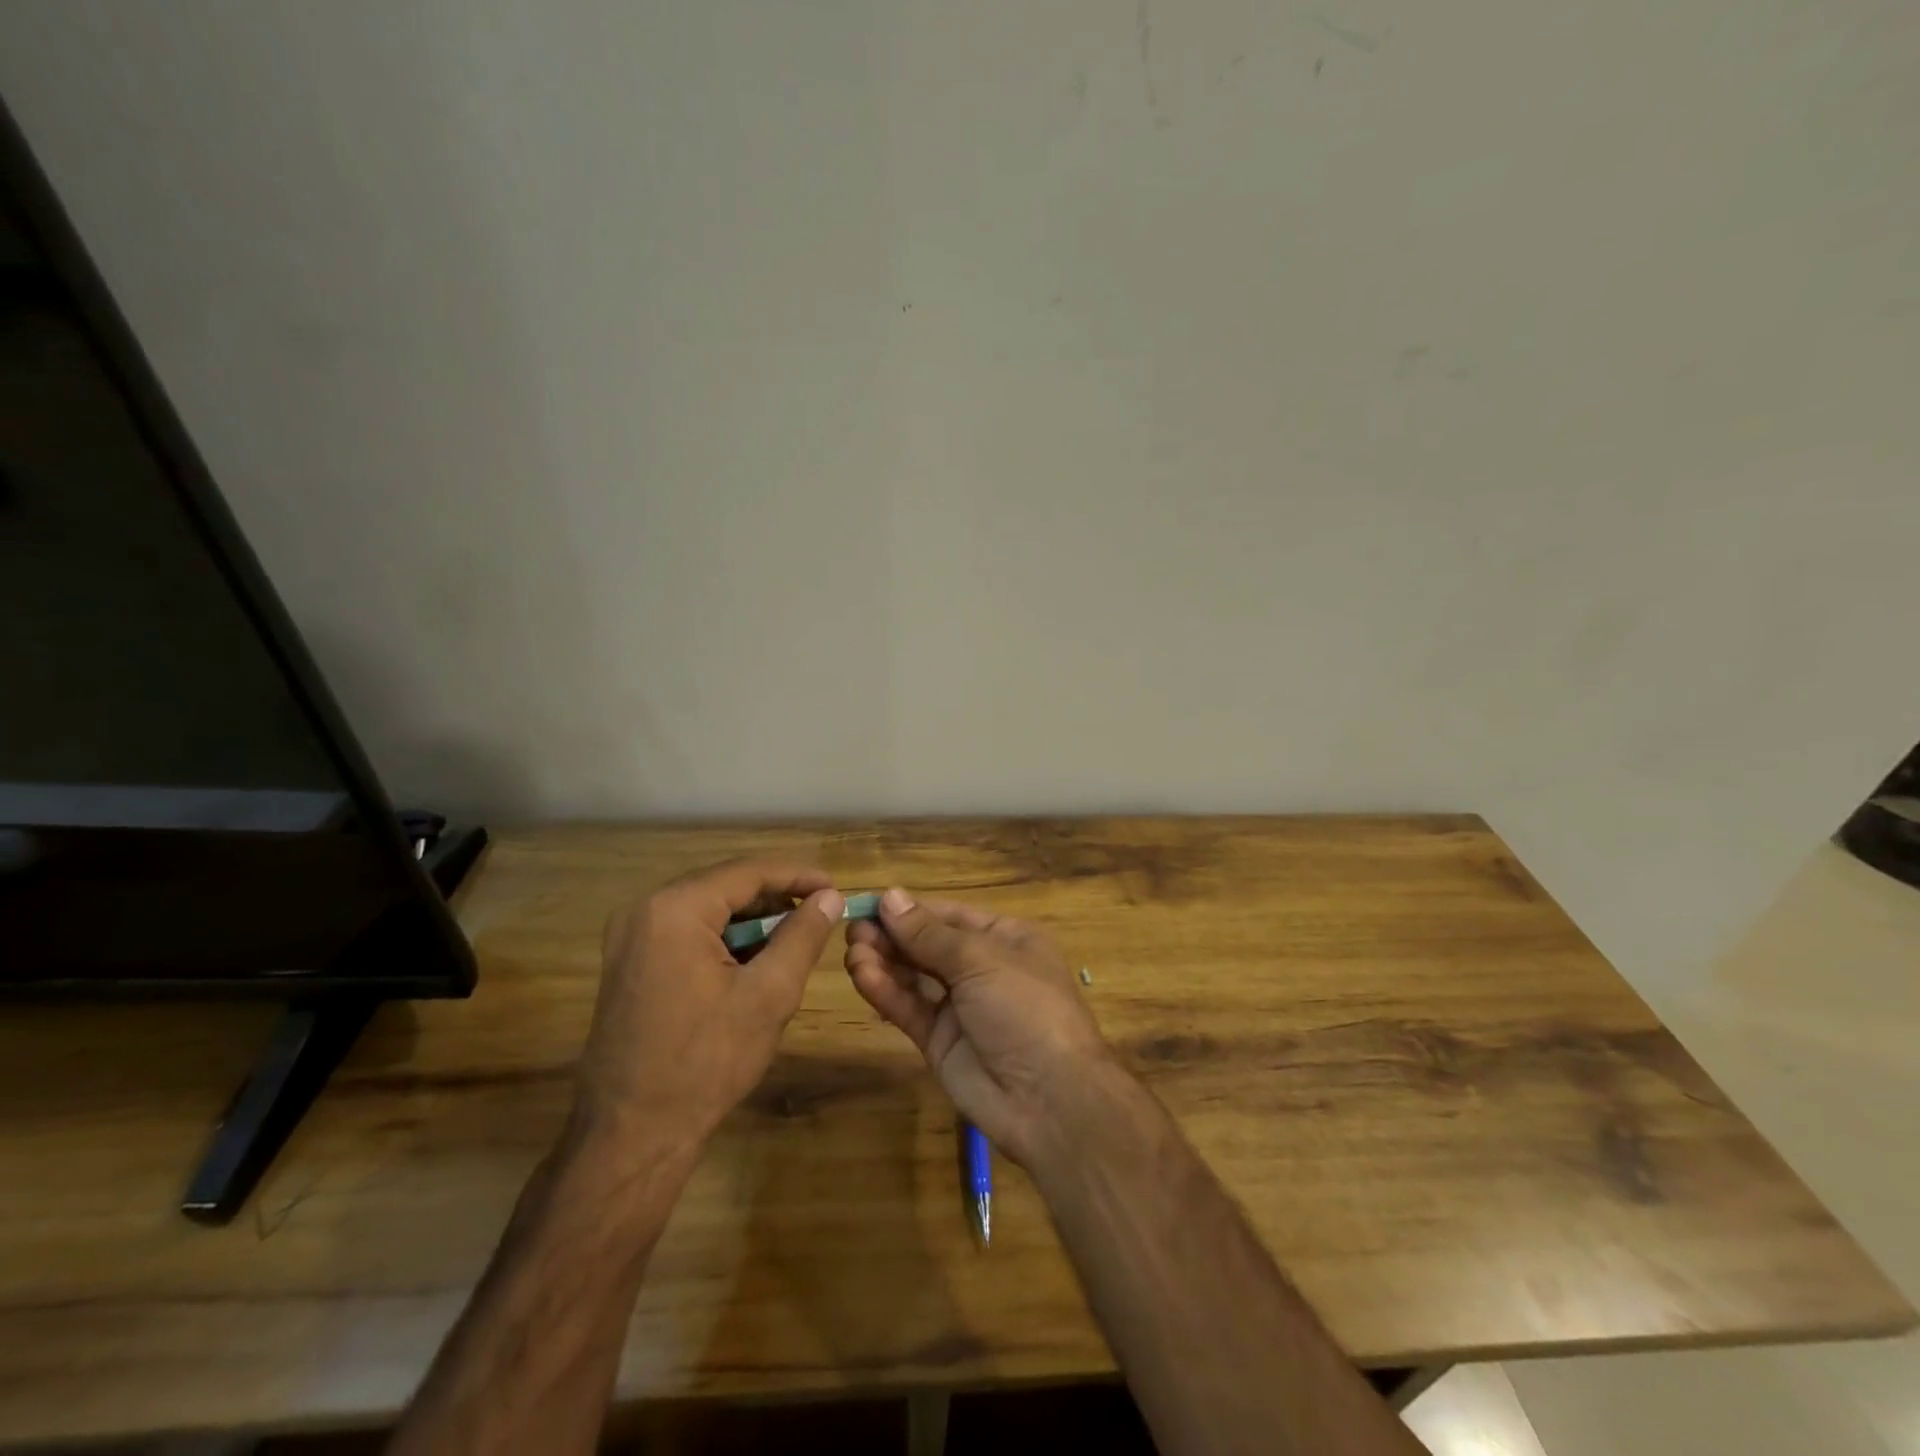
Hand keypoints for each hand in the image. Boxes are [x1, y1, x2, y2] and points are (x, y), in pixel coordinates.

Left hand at [574, 860, 843, 1157]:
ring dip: (752, 920)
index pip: (748, 872)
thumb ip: (803, 936)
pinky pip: (687, 932)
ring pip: (708, 910)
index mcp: (673, 909)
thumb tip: (830, 898)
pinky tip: (754, 962)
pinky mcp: (630, 963)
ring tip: (794, 939)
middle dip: (775, 898)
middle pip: (725, 886)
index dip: (798, 876)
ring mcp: (630, 938)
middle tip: (819, 914)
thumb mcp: (769, 994)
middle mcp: (644, 910)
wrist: (631, 1135)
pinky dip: (725, 939)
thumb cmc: (706, 1062)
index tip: (836, 888)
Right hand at [844, 888, 1113, 1164]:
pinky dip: (886, 992)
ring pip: (914, 977)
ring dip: (883, 962)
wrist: (1050, 1099)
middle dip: (891, 936)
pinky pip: (909, 1009)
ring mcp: (960, 1007)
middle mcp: (982, 968)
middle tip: (852, 929)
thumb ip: (929, 934)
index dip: (910, 909)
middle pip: (927, 945)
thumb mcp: (981, 960)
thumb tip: (890, 897)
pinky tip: (862, 976)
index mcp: (1005, 939)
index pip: (949, 916)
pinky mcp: (940, 1041)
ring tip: (852, 952)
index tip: (869, 904)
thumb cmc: (1026, 1008)